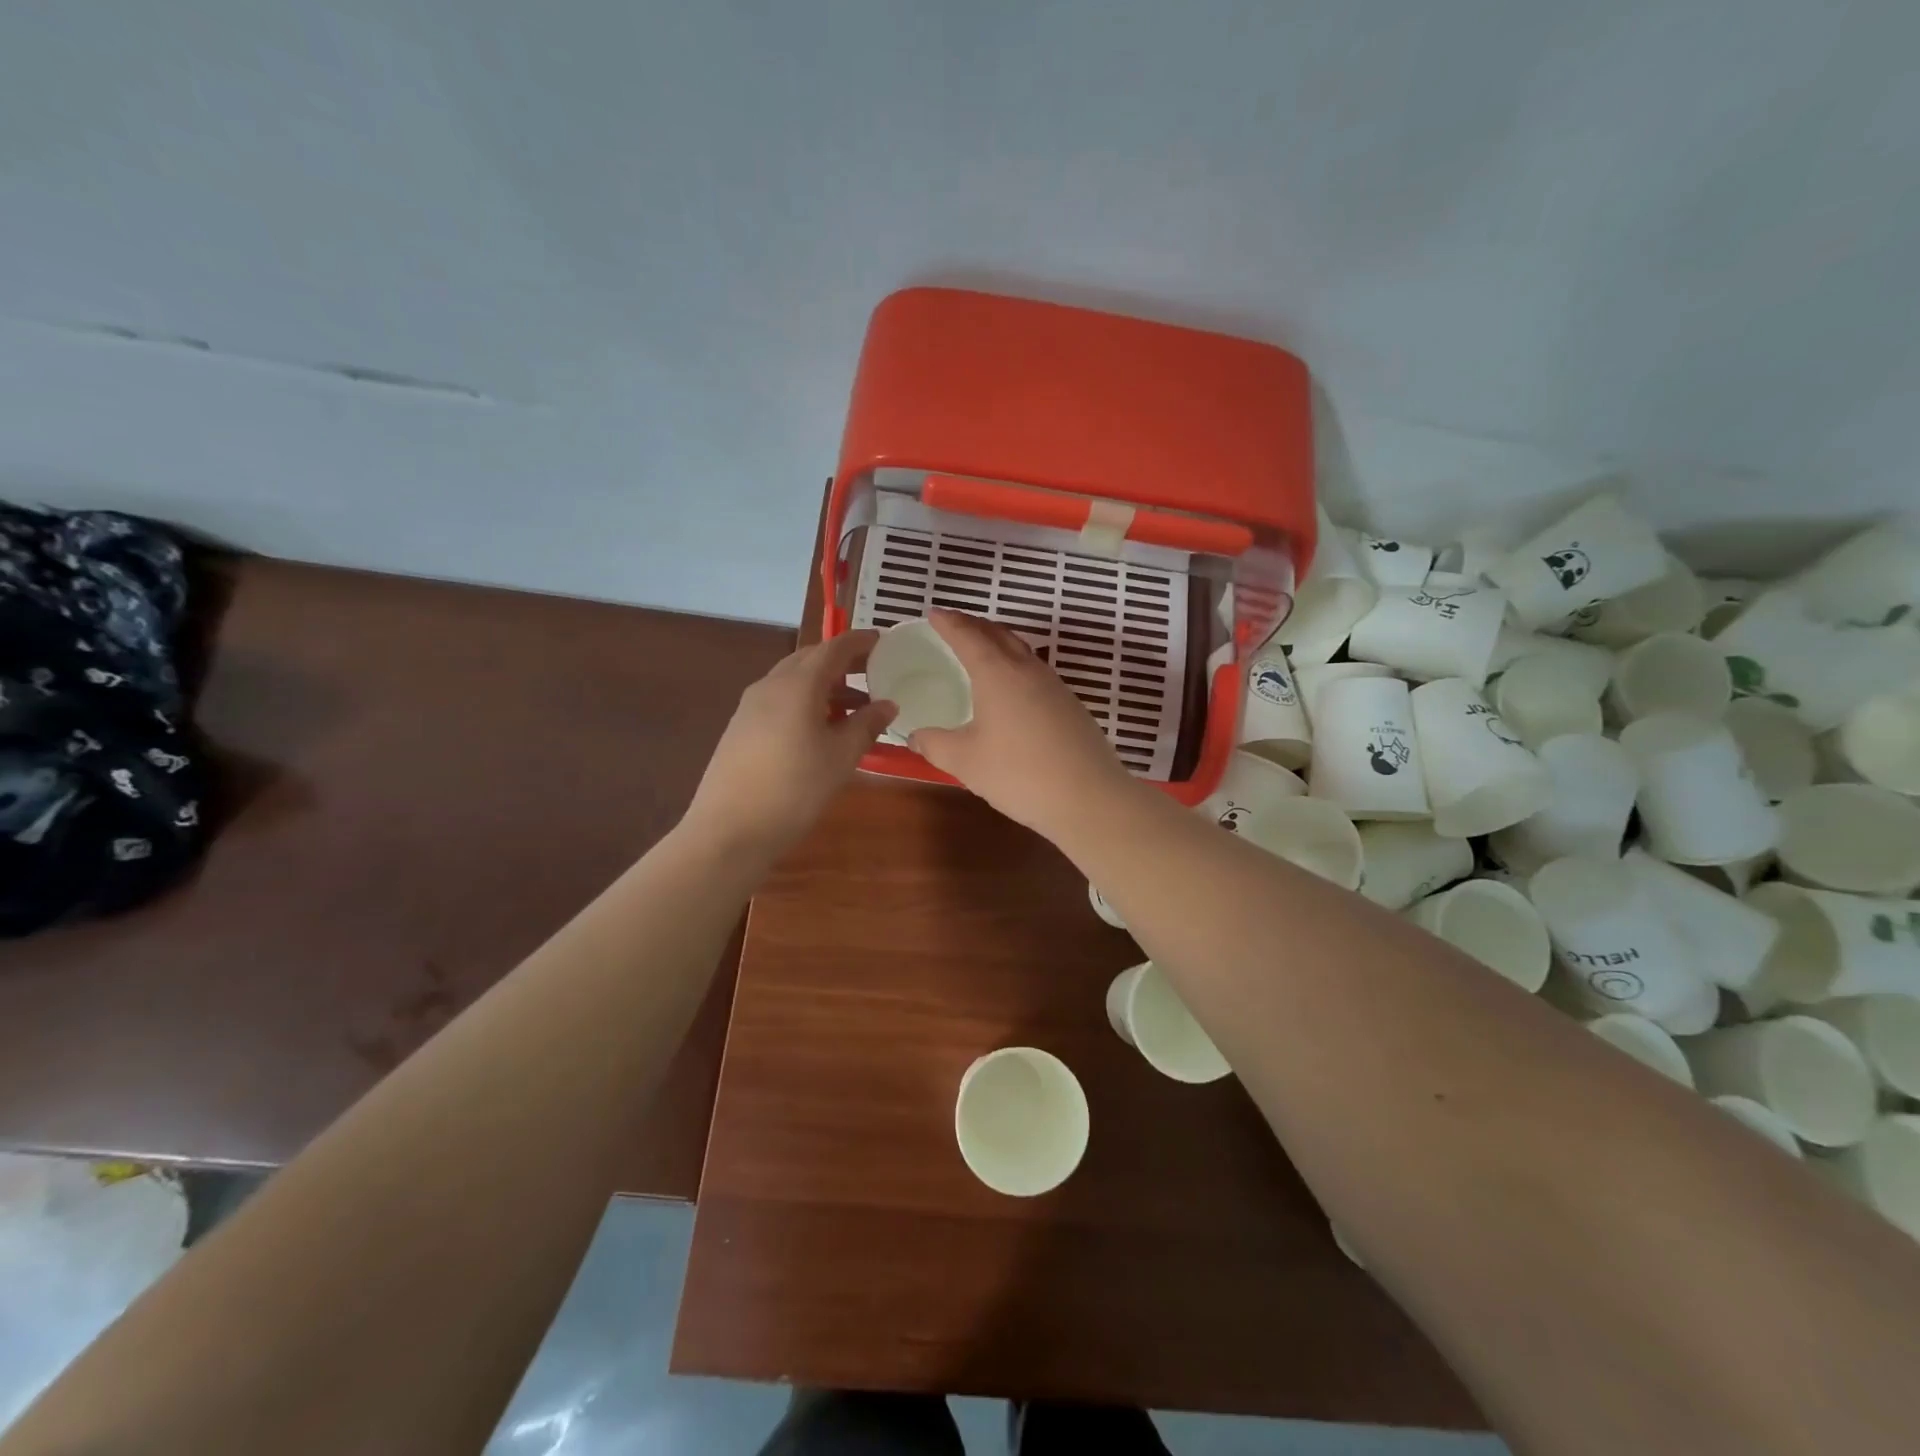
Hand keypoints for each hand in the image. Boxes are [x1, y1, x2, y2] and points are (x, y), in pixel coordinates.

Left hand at [682, 630, 895, 861]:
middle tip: (873, 672)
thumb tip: (888, 704)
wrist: (729, 830)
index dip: (859, 642)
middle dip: (842, 661)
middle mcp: (771, 685)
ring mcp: (750, 706)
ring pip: (793, 680)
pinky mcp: (740, 727)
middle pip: (810, 659)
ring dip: (825, 685)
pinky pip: (780, 699)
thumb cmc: (795, 789)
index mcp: (798, 685)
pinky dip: (805, 701)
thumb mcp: (841, 758)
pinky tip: (820, 728)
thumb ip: (866, 725)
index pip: (833, 648)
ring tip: (855, 707)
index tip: (882, 640)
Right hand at [909, 610, 1134, 835]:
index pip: (968, 636)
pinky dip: (1015, 665)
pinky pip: (1035, 671)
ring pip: (1022, 650)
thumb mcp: (965, 762)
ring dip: (998, 642)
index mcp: (998, 673)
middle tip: (954, 624)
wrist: (1088, 798)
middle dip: (974, 625)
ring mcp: (1054, 686)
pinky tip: (1012, 687)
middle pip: (998, 634)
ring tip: (982, 649)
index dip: (949, 622)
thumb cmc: (1019, 774)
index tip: (933, 613)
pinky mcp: (1070, 705)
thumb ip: (935, 744)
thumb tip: (915, 736)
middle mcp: (1027, 670)